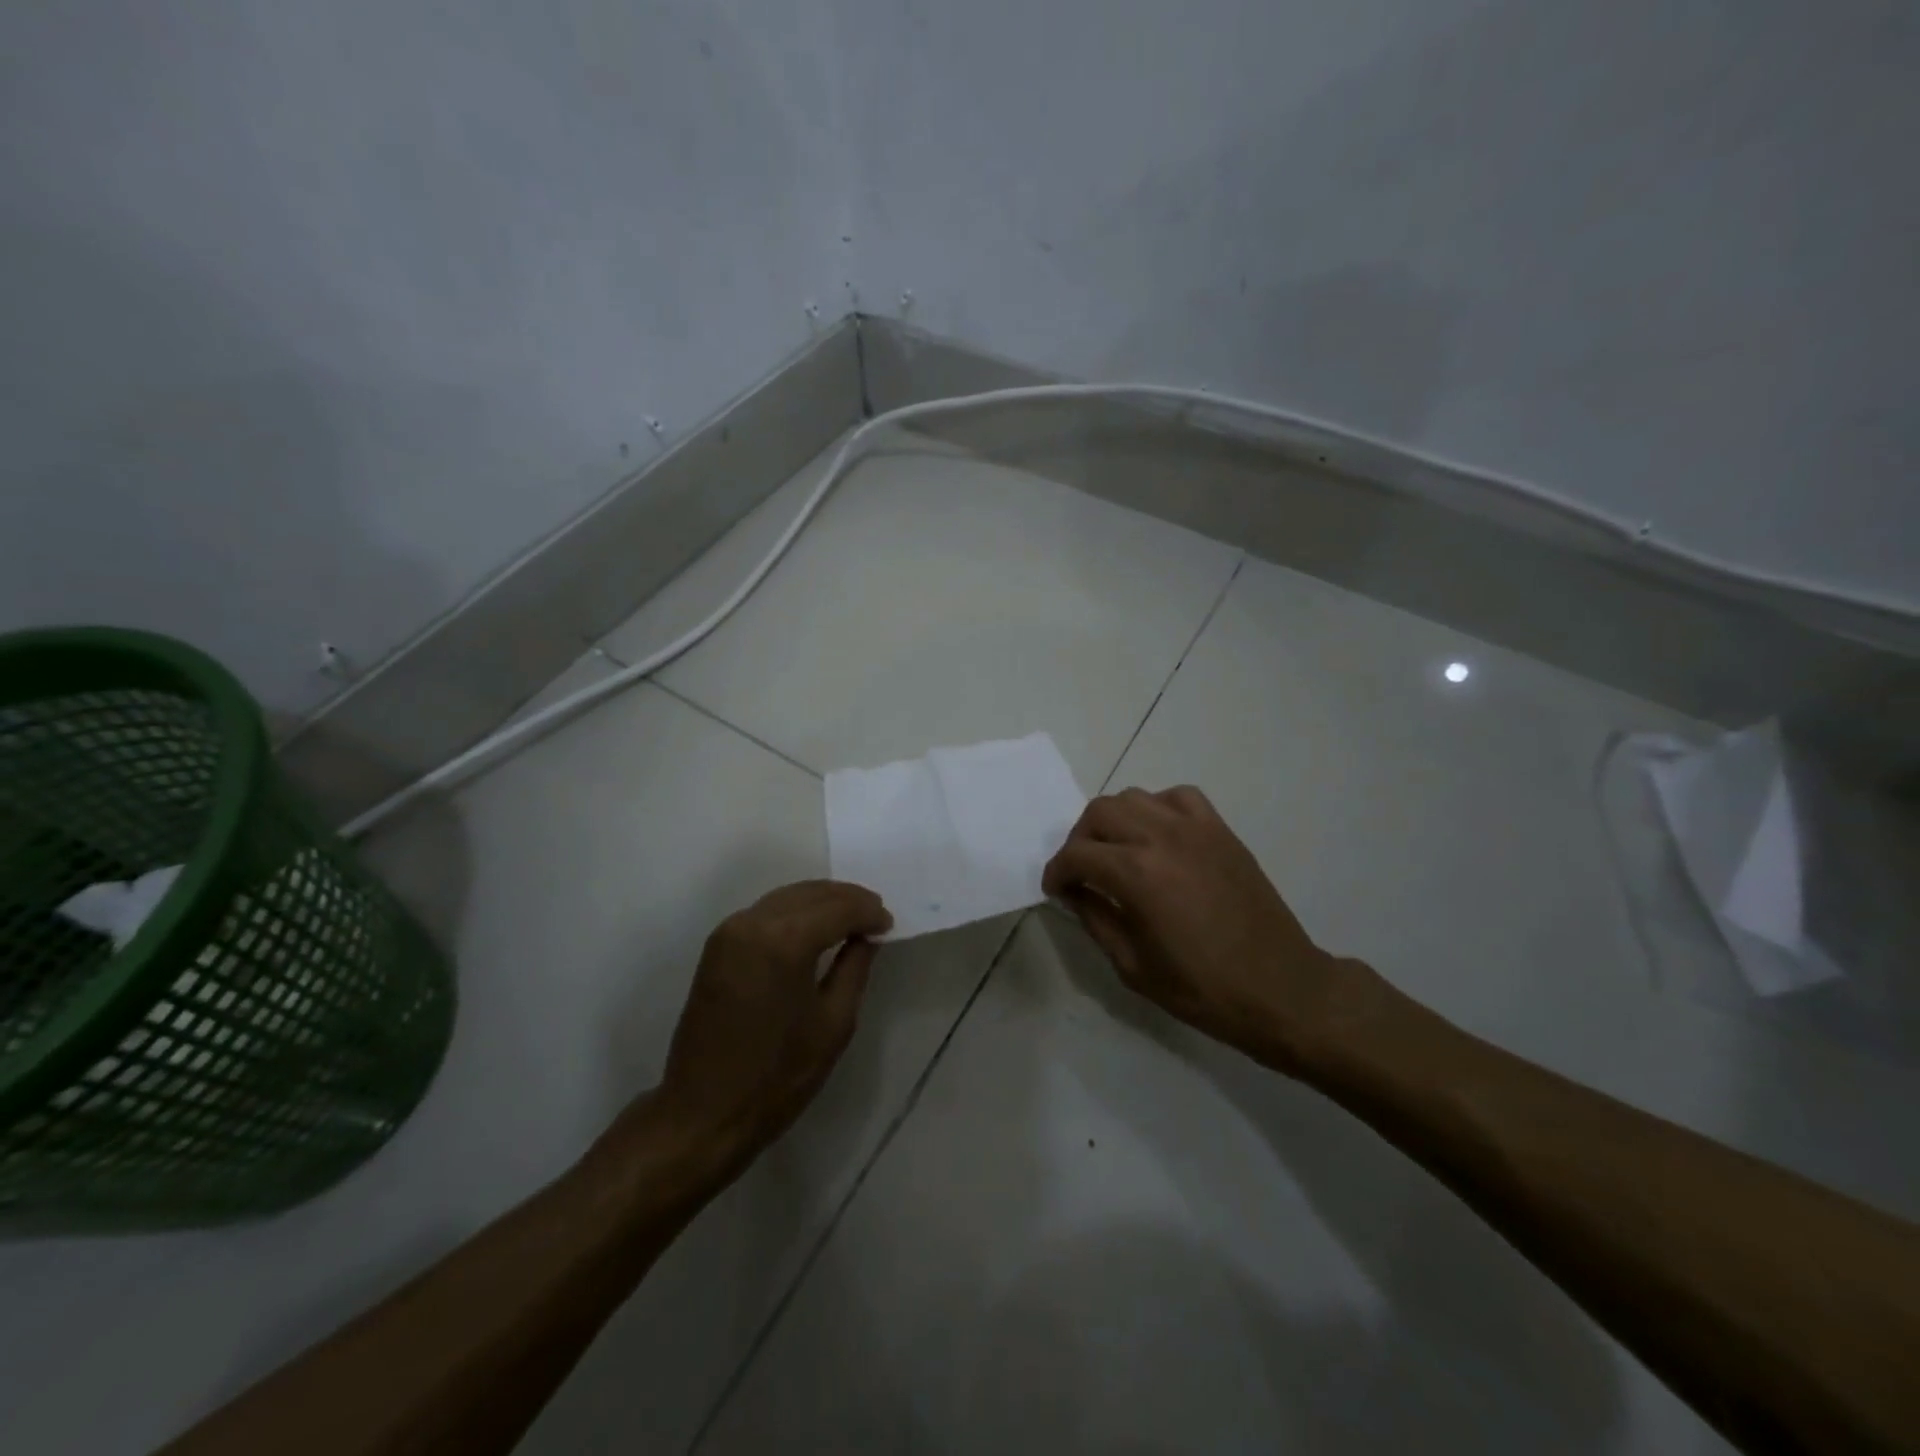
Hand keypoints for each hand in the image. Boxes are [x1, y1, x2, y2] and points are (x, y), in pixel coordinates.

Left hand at [650, 880, 891, 1172]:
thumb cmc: (777, 1076)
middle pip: (811, 893)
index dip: (868, 912)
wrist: (703, 1113)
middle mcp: (753, 923)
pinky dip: (795, 910)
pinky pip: (766, 911)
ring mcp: (730, 931)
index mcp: (785, 941)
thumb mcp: (834, 1023)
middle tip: (876, 916)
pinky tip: (815, 927)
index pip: (838, 908)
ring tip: (851, 919)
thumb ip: (854, 967)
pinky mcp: (717, 945)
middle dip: (847, 900)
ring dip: (822, 901)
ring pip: (787, 897)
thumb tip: (867, 936)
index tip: (889, 924)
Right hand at [1042, 786, 1362, 1072]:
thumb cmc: (1203, 988)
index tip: (1057, 890)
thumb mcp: (1132, 966)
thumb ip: (1095, 919)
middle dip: (1079, 840)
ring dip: (1114, 820)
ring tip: (1117, 852)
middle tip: (1082, 872)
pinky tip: (1159, 837)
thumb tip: (1075, 892)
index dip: (1057, 872)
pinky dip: (1158, 808)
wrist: (1281, 989)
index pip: (1076, 855)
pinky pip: (1178, 796)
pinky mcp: (1220, 830)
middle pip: (1099, 812)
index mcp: (1136, 875)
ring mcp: (1195, 828)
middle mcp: (1162, 838)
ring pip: (1134, 797)